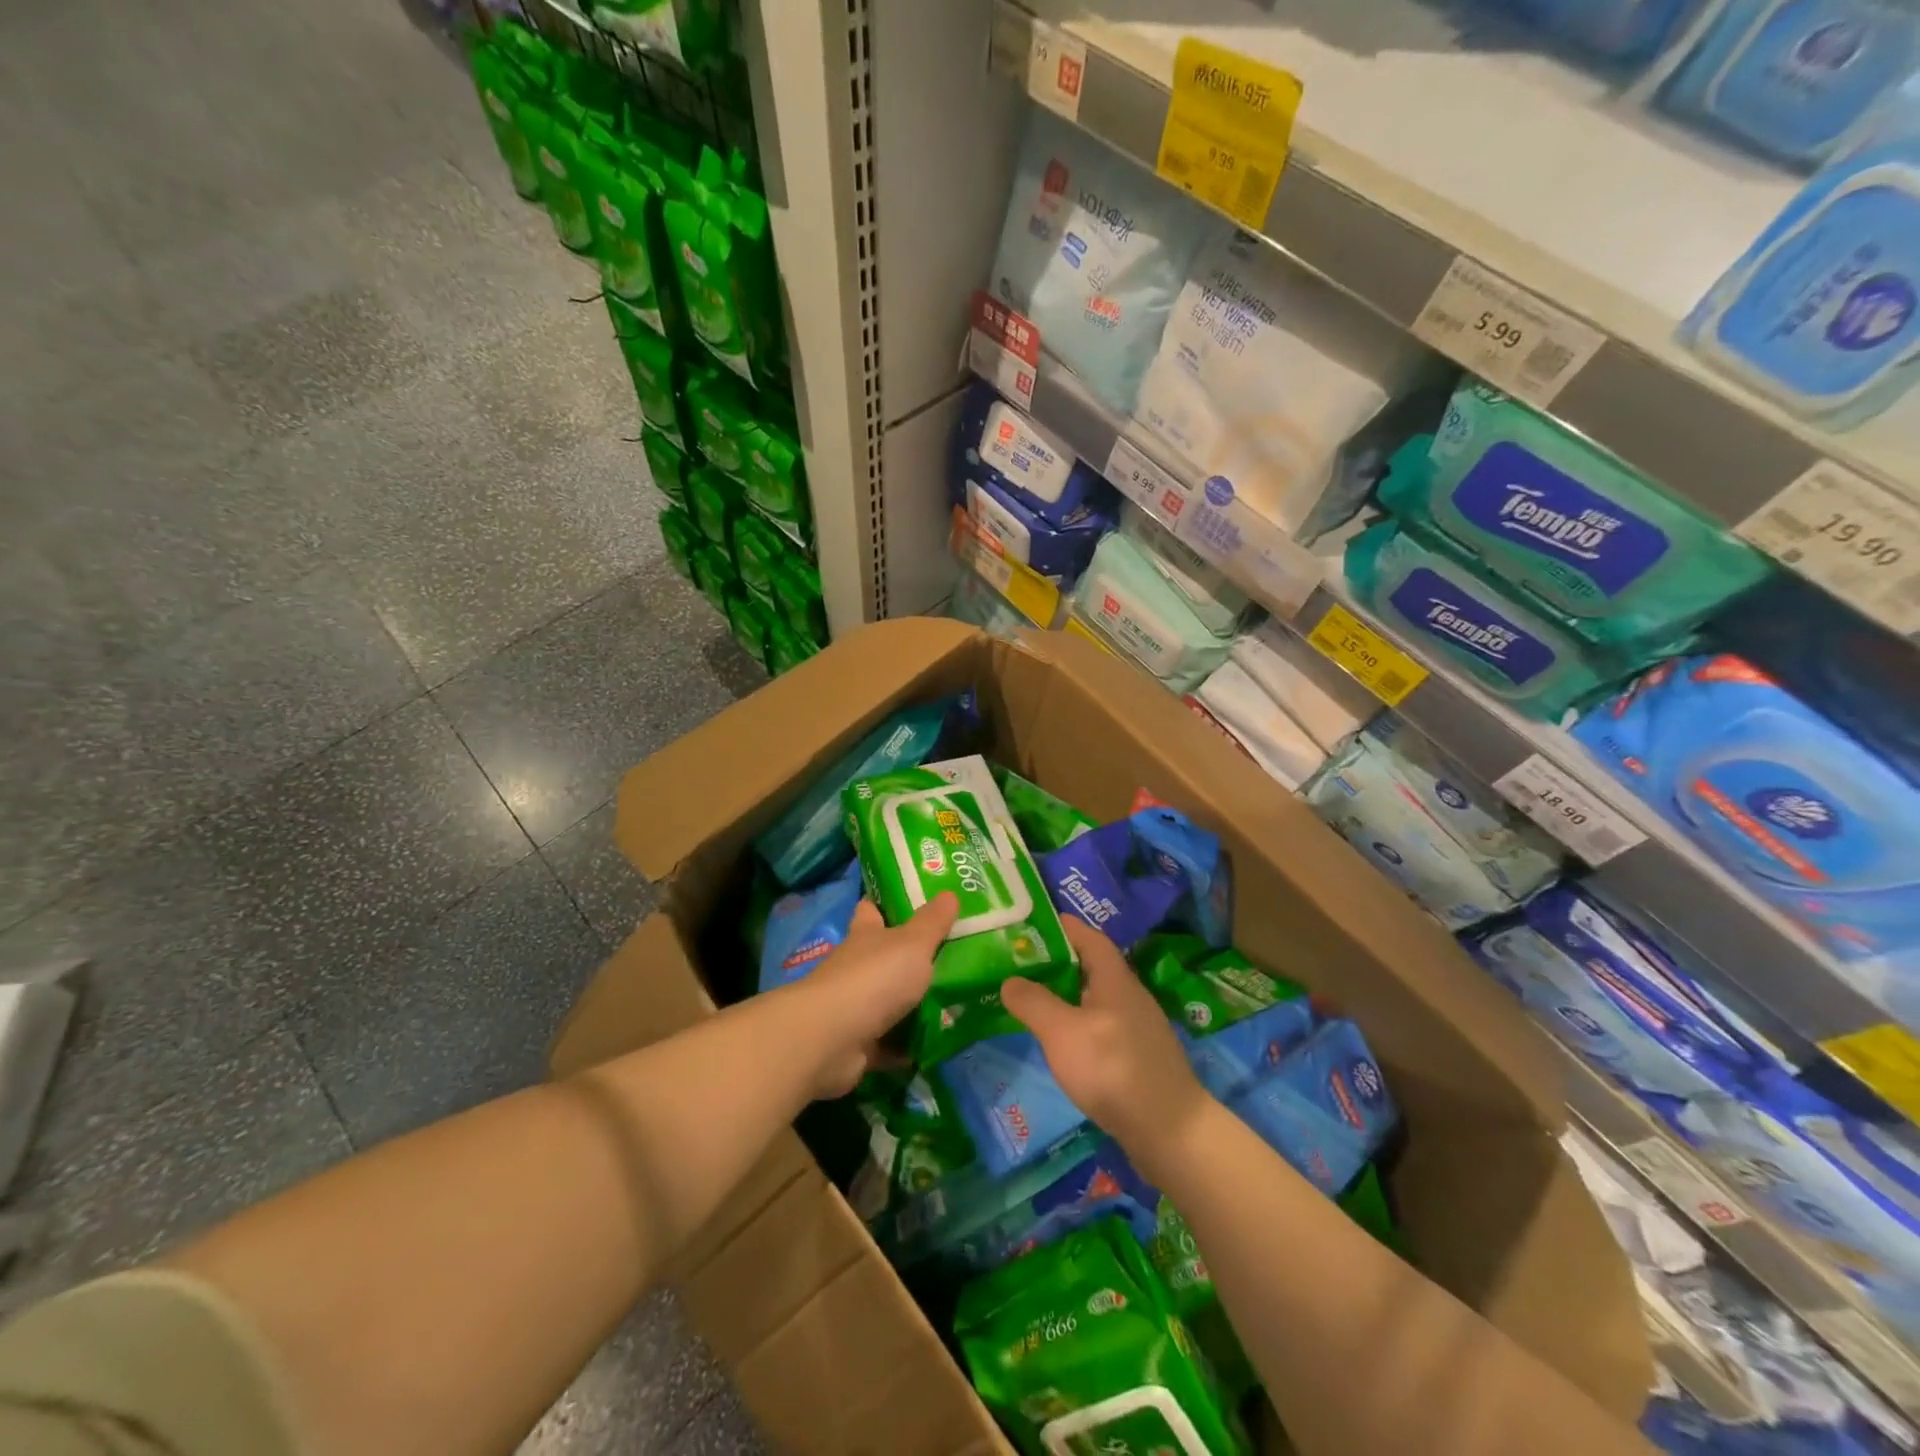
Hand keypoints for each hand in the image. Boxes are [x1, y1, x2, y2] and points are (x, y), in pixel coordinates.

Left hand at [780, 893, 957, 1097]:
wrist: (831, 1040)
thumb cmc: (874, 978)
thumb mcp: (913, 944)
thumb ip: (933, 922)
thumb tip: (950, 892)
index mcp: (865, 935)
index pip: (871, 910)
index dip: (887, 903)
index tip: (912, 901)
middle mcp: (856, 967)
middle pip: (882, 957)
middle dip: (909, 958)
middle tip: (952, 956)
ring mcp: (853, 1007)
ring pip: (887, 1001)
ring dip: (911, 1006)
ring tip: (955, 1003)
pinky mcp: (856, 1044)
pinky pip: (888, 1043)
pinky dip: (906, 1046)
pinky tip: (935, 1045)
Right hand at [1001, 917, 1211, 1174]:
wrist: (1171, 1131)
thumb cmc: (1113, 1069)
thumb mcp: (1063, 1032)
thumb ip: (1033, 1002)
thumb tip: (1010, 980)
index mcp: (1114, 979)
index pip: (1088, 937)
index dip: (1062, 926)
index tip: (1030, 923)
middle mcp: (1129, 995)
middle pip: (1091, 966)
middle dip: (1057, 961)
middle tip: (1020, 962)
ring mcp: (1136, 1028)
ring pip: (1094, 998)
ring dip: (1065, 994)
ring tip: (1032, 999)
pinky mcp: (1137, 1057)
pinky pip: (1101, 1025)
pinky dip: (1077, 1023)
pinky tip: (1061, 1041)